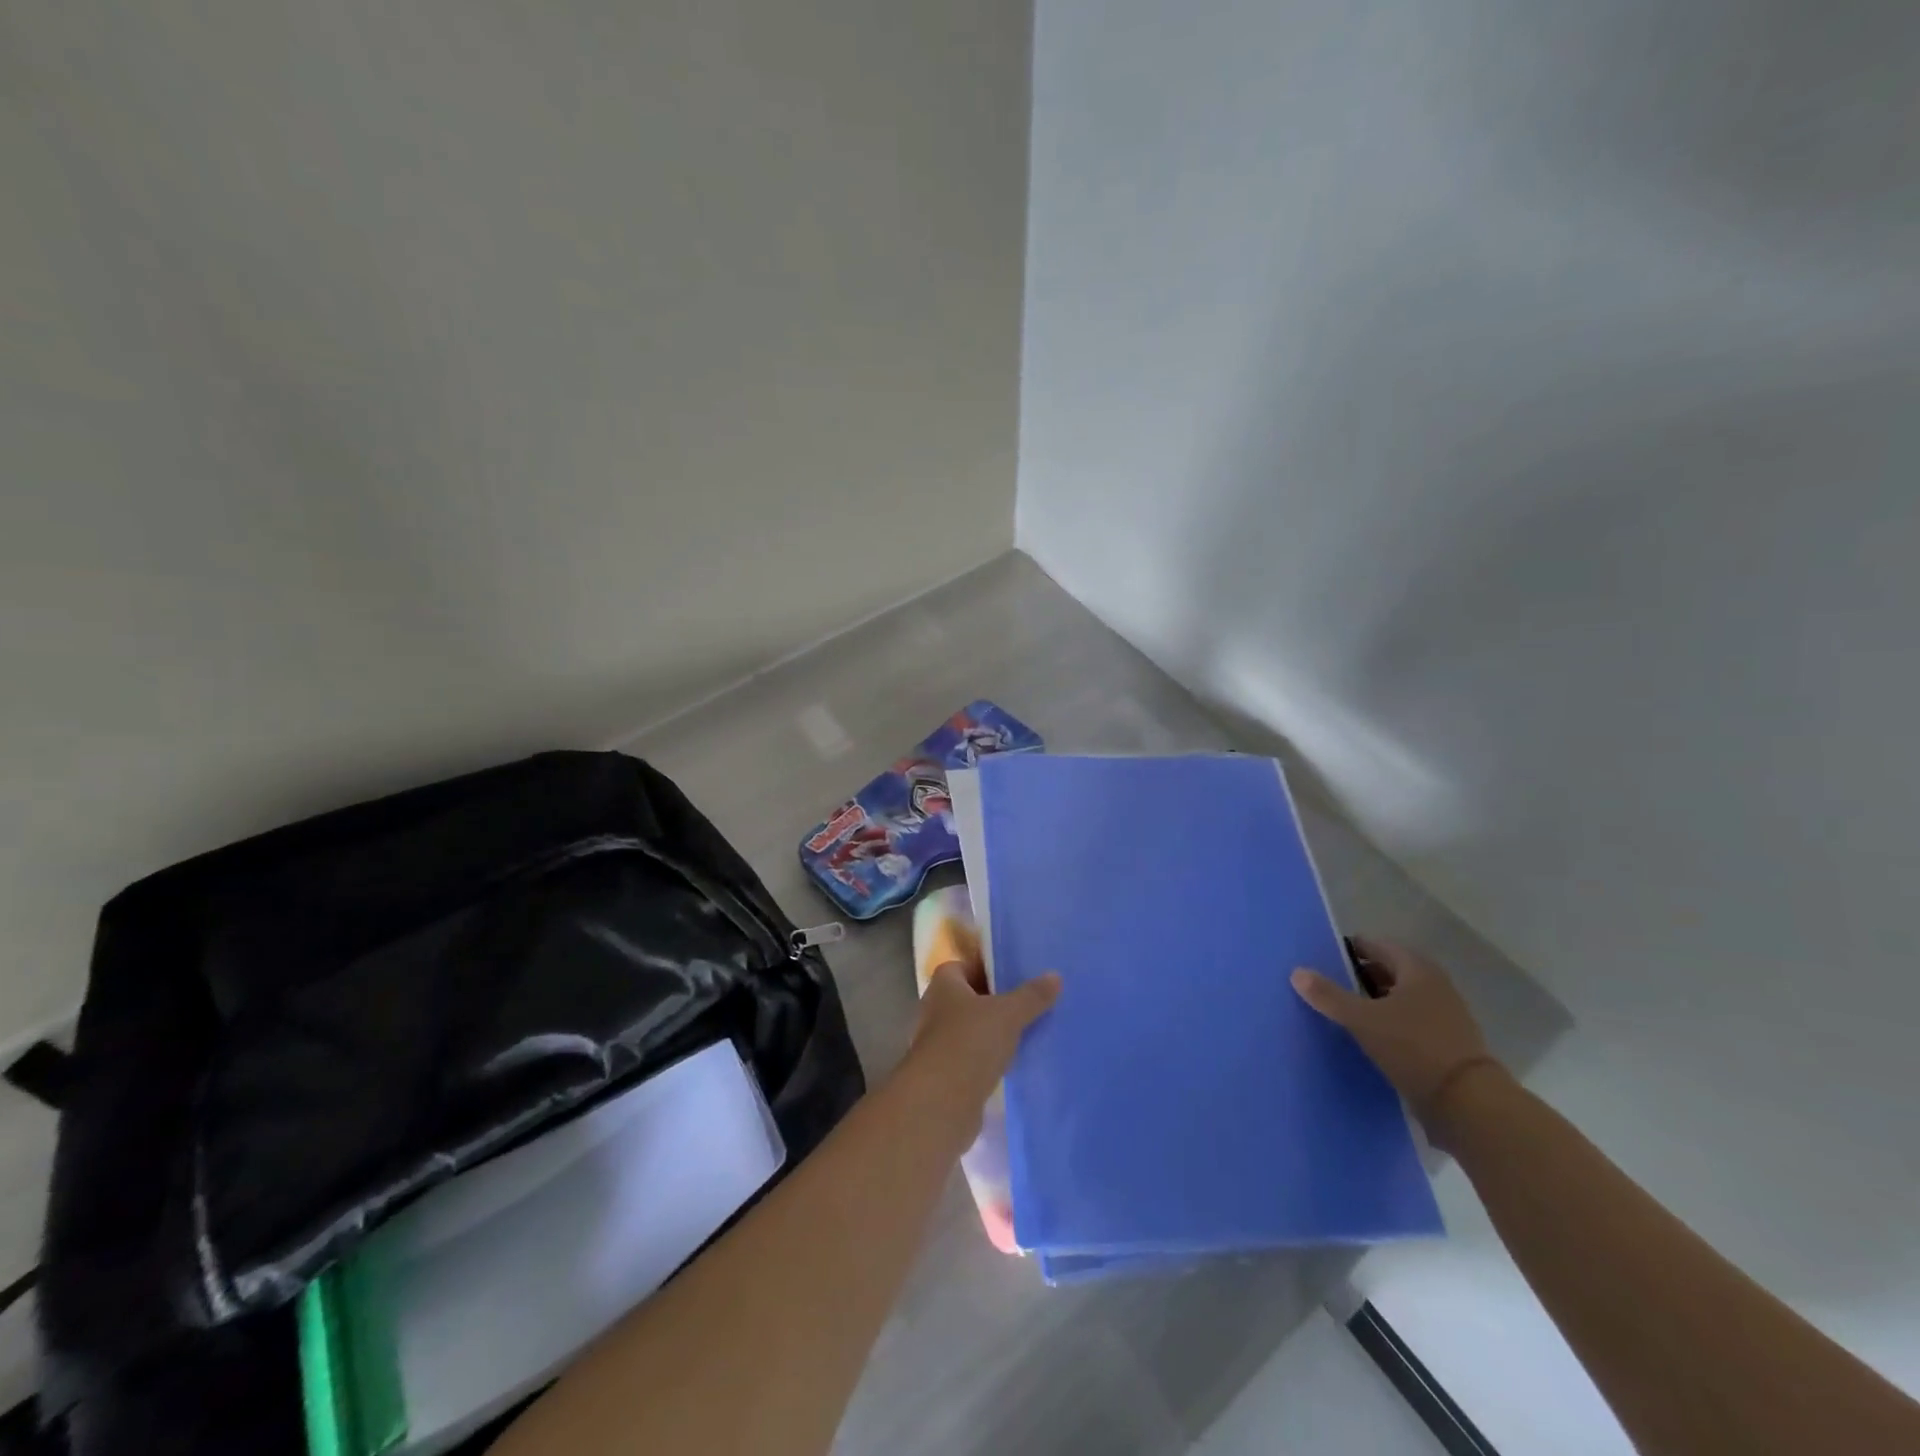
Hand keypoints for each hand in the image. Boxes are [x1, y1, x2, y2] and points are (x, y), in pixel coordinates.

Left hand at [908, 960, 1060, 1118]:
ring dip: (993, 1032)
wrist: (941, 1104)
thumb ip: (1032, 995)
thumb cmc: (970, 1043)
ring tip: (1027, 1032)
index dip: (987, 967)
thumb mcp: (1008, 1014)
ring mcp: (937, 1044)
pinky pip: (972, 1057)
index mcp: (943, 985)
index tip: (1015, 975)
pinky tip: (1014, 1063)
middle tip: (1028, 1002)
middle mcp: (935, 1010)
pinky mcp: (945, 1074)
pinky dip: (989, 1058)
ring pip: (971, 1029)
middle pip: (968, 998)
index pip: (963, 966)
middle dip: (995, 1001)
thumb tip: (1055, 976)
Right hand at [1291, 937, 1499, 1127]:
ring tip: (1345, 1011)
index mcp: (1417, 969)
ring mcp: (1444, 1015)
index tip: (1324, 959)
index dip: (1350, 949)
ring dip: (1374, 1001)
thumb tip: (1297, 972)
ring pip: (1400, 998)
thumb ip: (1329, 996)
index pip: (1377, 946)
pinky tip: (1370, 1036)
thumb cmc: (1413, 1047)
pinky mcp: (1446, 1042)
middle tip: (1330, 985)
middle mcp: (1434, 985)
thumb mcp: (1363, 1020)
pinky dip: (1389, 1022)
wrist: (1468, 1104)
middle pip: (1389, 971)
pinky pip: (1409, 1021)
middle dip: (1360, 976)